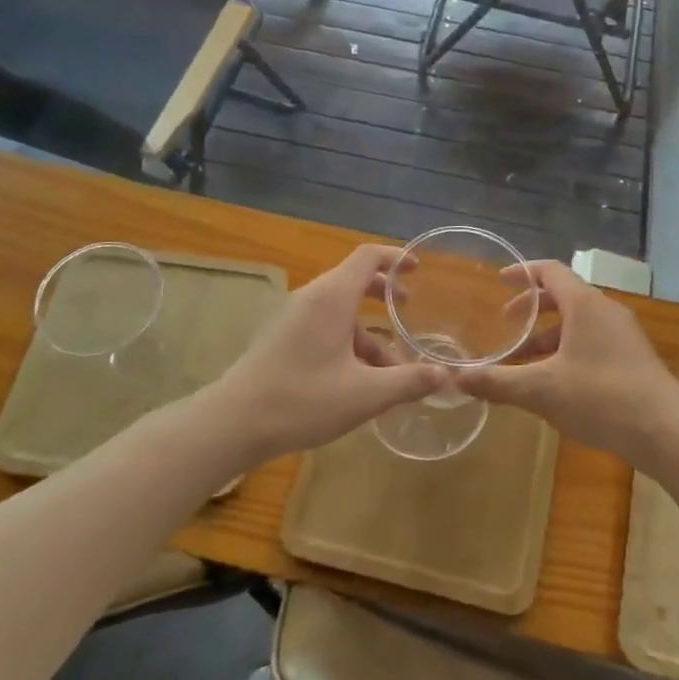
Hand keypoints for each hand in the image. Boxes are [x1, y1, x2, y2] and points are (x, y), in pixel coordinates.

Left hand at [207, 244, 447, 462]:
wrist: (233, 423)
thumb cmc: (302, 400)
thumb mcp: (365, 394)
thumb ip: (408, 381)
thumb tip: (445, 375)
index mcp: (332, 298)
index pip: (367, 257)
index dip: (395, 257)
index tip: (418, 268)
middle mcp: (311, 298)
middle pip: (352, 279)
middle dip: (383, 292)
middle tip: (408, 309)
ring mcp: (291, 317)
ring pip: (338, 310)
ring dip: (366, 329)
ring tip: (389, 367)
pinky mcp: (280, 337)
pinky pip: (322, 326)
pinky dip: (346, 340)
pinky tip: (356, 379)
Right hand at [456, 261, 678, 467]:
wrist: (667, 430)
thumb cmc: (601, 397)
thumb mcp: (541, 390)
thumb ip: (497, 382)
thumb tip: (455, 378)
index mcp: (584, 304)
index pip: (551, 271)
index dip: (522, 272)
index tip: (499, 281)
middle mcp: (605, 311)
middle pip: (564, 296)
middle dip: (532, 309)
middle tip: (507, 325)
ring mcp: (624, 335)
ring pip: (578, 323)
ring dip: (549, 337)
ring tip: (524, 364)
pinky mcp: (634, 358)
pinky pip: (593, 341)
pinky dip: (568, 351)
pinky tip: (556, 384)